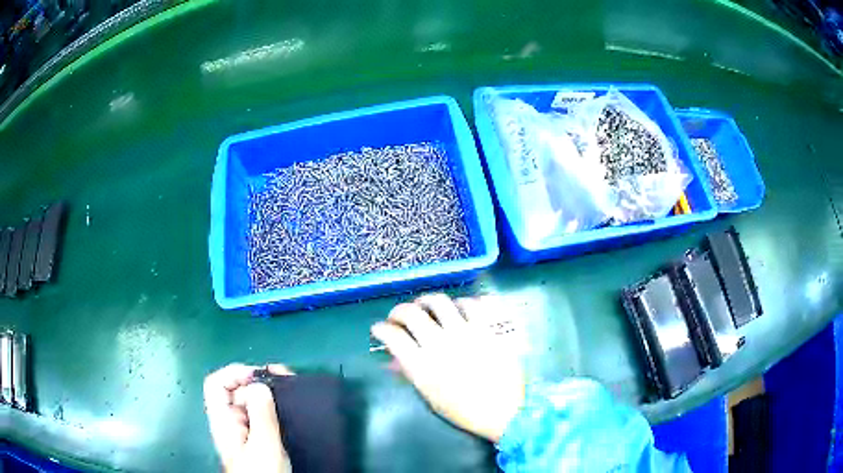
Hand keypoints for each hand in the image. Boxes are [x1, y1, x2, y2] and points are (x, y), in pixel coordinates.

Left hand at [204, 363, 292, 472]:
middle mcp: (230, 422)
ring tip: (290, 388)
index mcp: (223, 421)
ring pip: (250, 402)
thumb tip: (259, 384)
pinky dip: (273, 407)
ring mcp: (244, 431)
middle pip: (235, 391)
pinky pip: (261, 415)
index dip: (233, 373)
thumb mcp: (264, 445)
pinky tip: (289, 408)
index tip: (259, 376)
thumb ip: (261, 415)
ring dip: (268, 392)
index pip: (216, 385)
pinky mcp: (256, 439)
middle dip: (257, 380)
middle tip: (284, 378)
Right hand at [371, 294, 525, 441]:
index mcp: (423, 365)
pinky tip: (459, 310)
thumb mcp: (430, 396)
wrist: (505, 412)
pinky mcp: (489, 328)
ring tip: (427, 307)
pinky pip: (473, 303)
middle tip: (399, 316)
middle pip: (411, 313)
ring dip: (427, 302)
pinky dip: (462, 303)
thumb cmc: (464, 410)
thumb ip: (410, 373)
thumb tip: (392, 359)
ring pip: (439, 301)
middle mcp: (441, 344)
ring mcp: (467, 333)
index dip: (381, 329)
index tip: (380, 328)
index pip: (392, 336)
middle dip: (398, 311)